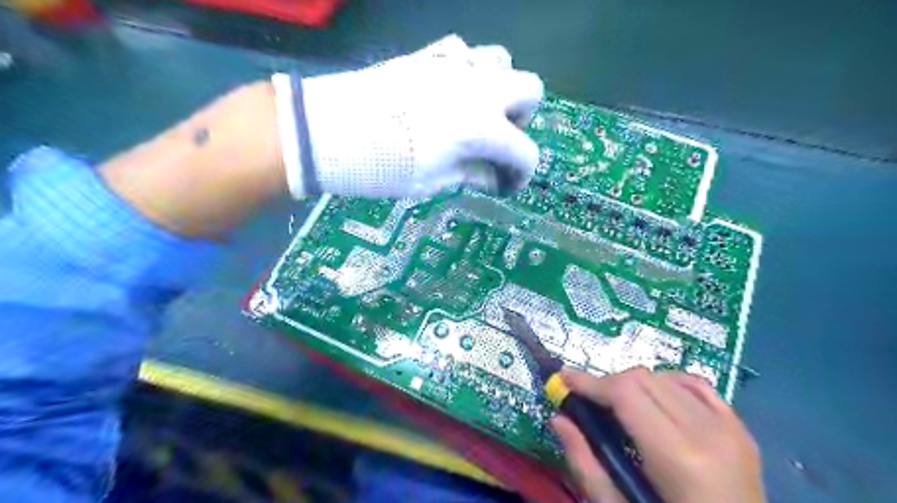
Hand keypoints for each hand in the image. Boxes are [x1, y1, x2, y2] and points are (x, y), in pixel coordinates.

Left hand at [270, 33, 541, 198]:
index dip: (520, 174)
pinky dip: (469, 71)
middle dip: (521, 119)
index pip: (524, 151)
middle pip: (530, 90)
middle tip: (496, 141)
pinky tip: (450, 92)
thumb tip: (493, 177)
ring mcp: (454, 65)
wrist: (329, 131)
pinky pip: (465, 51)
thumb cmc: (382, 166)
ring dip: (499, 89)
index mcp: (481, 127)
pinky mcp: (429, 54)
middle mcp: (478, 89)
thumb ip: (471, 174)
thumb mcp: (432, 182)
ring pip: (502, 61)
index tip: (505, 186)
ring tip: (476, 113)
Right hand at [551, 365, 767, 502]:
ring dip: (634, 384)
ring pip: (665, 377)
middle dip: (608, 383)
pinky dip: (668, 383)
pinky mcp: (739, 429)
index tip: (564, 379)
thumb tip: (558, 419)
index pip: (625, 392)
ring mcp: (729, 428)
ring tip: (619, 406)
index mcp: (678, 457)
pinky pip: (696, 385)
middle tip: (588, 400)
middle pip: (643, 378)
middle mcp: (707, 431)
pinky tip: (655, 398)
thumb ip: (586, 464)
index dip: (590, 382)